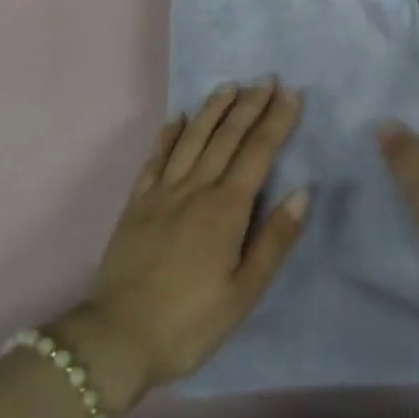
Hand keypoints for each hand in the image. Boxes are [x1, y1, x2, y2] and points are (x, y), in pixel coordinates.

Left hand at [59, 81, 308, 410]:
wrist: (116, 338)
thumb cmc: (190, 322)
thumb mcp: (244, 292)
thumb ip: (274, 240)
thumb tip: (302, 192)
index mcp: (225, 210)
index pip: (257, 153)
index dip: (276, 121)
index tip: (290, 92)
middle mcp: (194, 190)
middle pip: (226, 138)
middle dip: (249, 106)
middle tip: (266, 79)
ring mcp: (161, 194)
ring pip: (191, 140)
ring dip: (211, 111)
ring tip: (229, 87)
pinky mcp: (136, 204)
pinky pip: (155, 160)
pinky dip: (167, 135)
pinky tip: (176, 119)